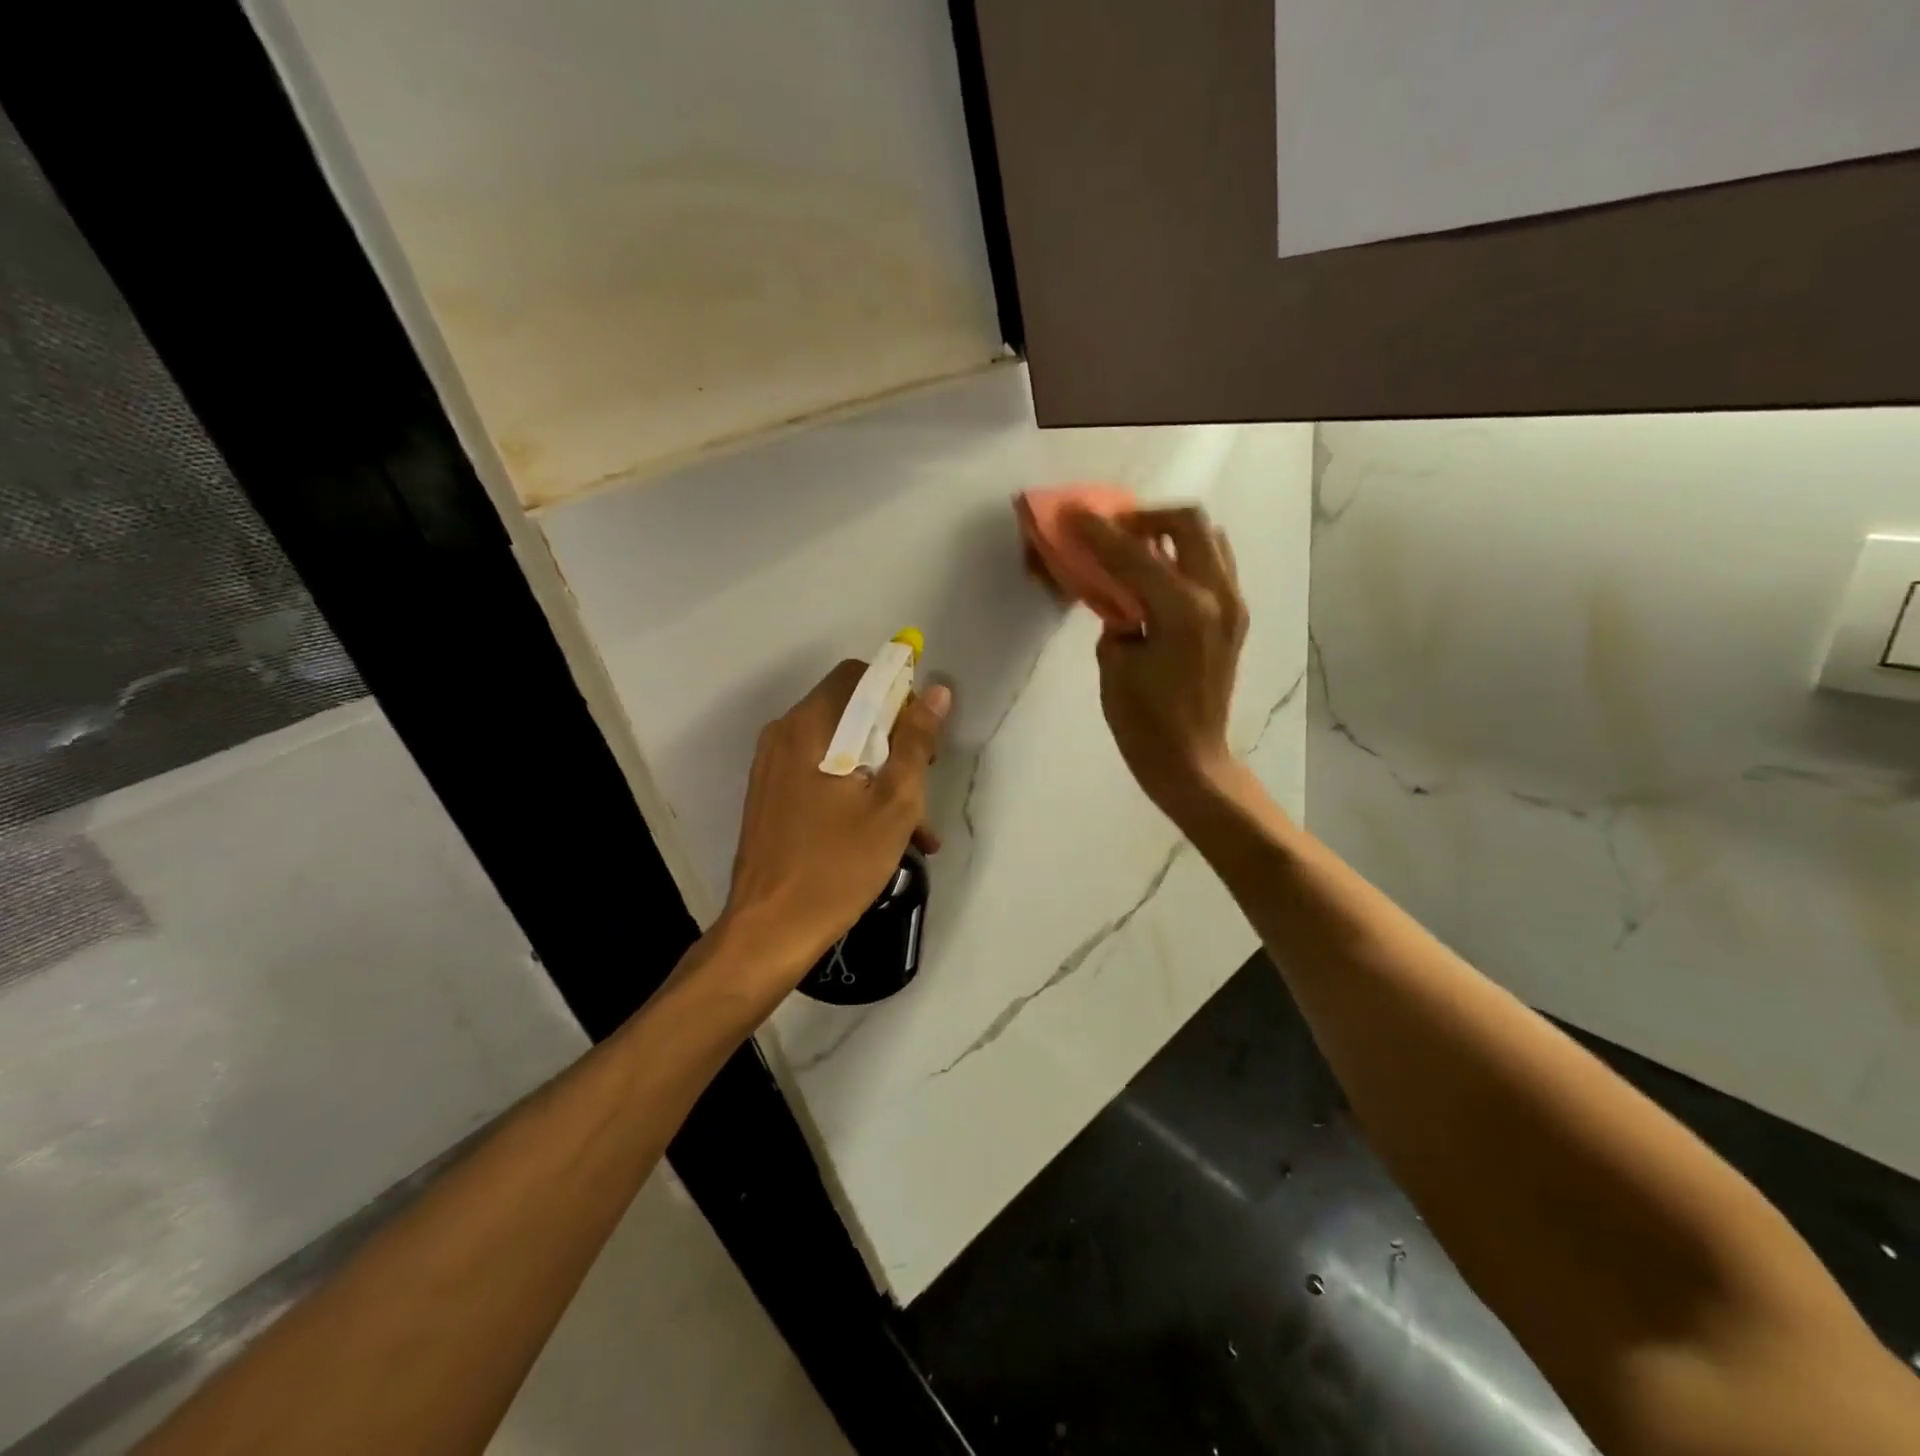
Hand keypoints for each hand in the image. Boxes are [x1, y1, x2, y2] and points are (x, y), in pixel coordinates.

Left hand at [719, 660, 951, 984]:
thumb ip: (916, 742)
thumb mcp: (893, 804)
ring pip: (840, 750)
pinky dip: (854, 794)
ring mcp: (773, 769)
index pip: (858, 676)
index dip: (897, 695)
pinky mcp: (772, 798)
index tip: (922, 737)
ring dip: (881, 775)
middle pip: (850, 713)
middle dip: (894, 742)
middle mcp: (784, 736)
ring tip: (917, 826)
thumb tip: (936, 691)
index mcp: (809, 727)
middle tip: (923, 783)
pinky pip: (821, 777)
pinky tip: (886, 837)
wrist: (769, 931)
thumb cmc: (836, 865)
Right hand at [1071, 506, 1247, 813]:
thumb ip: (1117, 616)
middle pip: (1189, 523)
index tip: (1073, 513)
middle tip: (1114, 532)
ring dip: (1171, 534)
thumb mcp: (1115, 665)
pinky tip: (1159, 578)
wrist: (1191, 760)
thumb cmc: (1145, 722)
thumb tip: (1118, 592)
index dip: (1098, 531)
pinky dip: (1186, 557)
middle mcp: (1217, 596)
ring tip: (1138, 551)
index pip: (1134, 554)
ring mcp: (1233, 605)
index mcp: (1182, 610)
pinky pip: (1214, 565)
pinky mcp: (1235, 618)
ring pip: (1209, 539)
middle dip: (1146, 518)